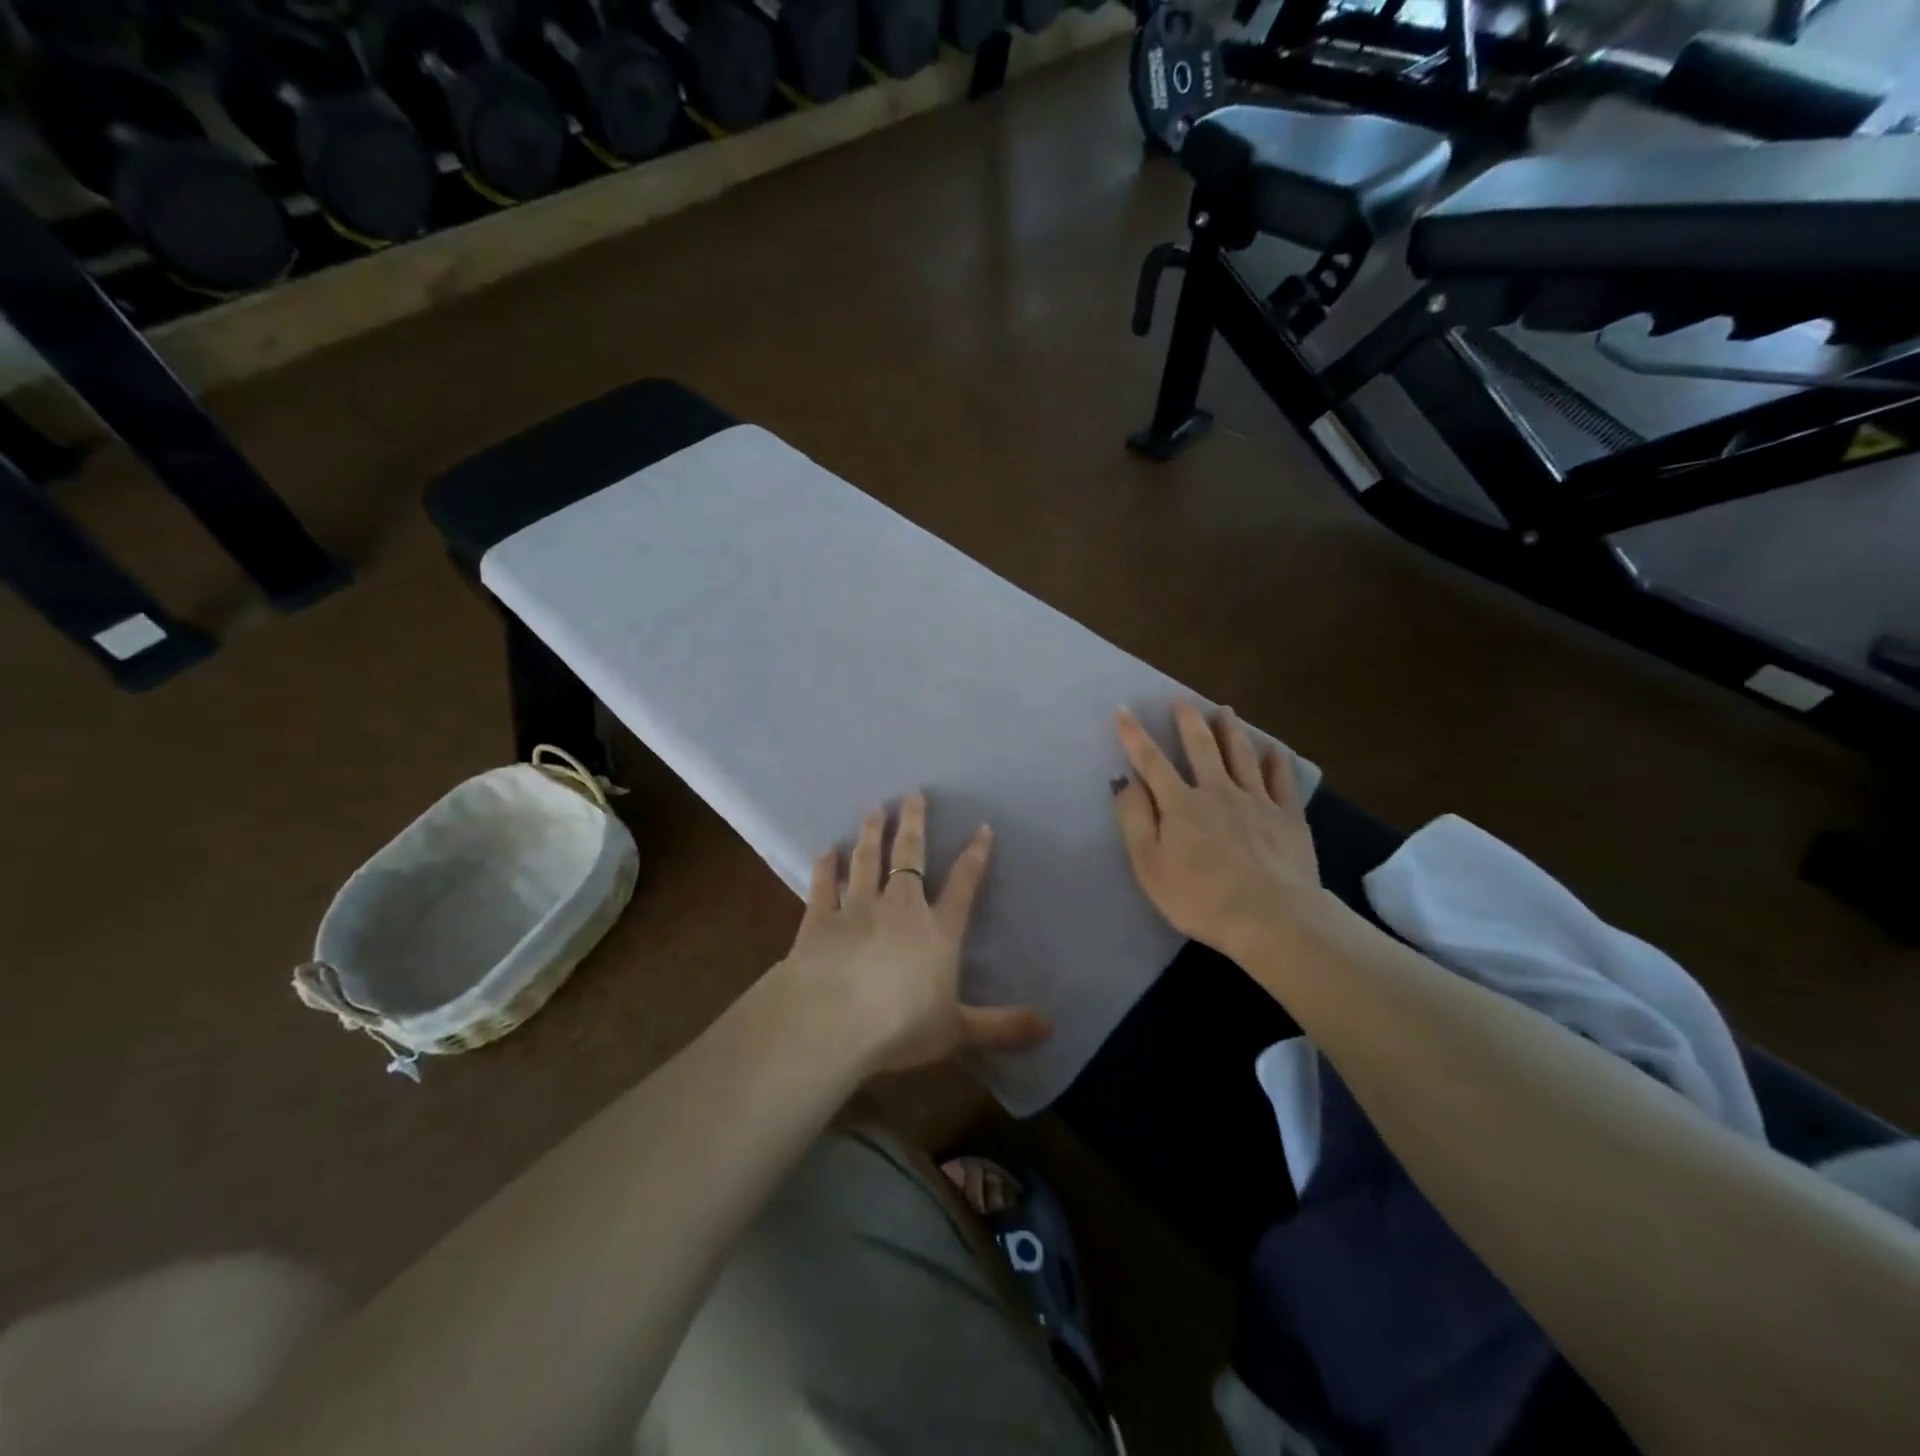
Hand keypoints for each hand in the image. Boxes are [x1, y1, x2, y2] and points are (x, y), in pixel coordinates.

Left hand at [779, 792, 1051, 1074]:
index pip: (963, 885)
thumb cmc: (901, 1027)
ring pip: (866, 861)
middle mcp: (899, 908)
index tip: (981, 828)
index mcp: (937, 931)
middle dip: (914, 823)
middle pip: (909, 856)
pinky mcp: (819, 919)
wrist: (832, 1022)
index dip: (974, 856)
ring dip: (872, 834)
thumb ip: (1002, 1026)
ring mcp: (856, 908)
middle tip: (912, 793)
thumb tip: (1050, 1027)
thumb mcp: (958, 1030)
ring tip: (875, 809)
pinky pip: (823, 885)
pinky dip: (825, 867)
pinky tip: (826, 851)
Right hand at [1112, 702, 1322, 953]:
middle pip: (1201, 747)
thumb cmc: (1200, 898)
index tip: (1124, 710)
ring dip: (1231, 730)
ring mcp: (1257, 801)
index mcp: (1181, 804)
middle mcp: (1218, 791)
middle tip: (1182, 700)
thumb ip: (1135, 820)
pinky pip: (1282, 780)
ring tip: (1225, 710)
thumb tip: (1124, 781)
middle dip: (1188, 720)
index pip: (1151, 761)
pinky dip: (1276, 761)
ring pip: (1242, 755)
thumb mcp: (1150, 866)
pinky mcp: (1289, 817)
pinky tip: (1274, 749)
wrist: (1272, 918)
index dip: (1135, 735)